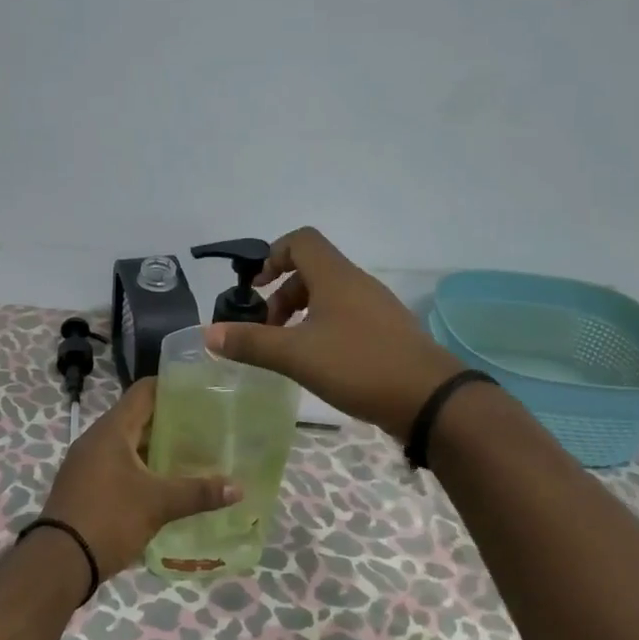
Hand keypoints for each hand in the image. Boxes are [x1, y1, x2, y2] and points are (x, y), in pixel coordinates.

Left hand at [36, 377, 239, 582]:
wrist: (58, 562)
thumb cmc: (109, 518)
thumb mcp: (158, 504)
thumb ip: (198, 492)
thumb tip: (238, 488)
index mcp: (112, 429)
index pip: (144, 391)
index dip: (172, 385)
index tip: (202, 390)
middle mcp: (97, 438)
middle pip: (138, 417)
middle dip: (171, 421)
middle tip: (207, 426)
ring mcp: (87, 462)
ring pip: (128, 443)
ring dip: (157, 447)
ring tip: (193, 454)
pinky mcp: (85, 485)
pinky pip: (118, 464)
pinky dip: (142, 467)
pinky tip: (165, 483)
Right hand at [204, 226, 464, 438]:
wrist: (430, 399)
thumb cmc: (359, 365)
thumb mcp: (296, 356)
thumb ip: (251, 343)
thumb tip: (209, 333)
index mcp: (335, 276)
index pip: (301, 240)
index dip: (272, 256)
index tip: (255, 289)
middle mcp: (356, 283)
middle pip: (311, 270)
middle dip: (282, 295)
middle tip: (267, 330)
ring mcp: (376, 307)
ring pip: (329, 296)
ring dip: (301, 315)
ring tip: (288, 350)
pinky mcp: (386, 332)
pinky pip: (346, 317)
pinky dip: (323, 329)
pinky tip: (318, 363)